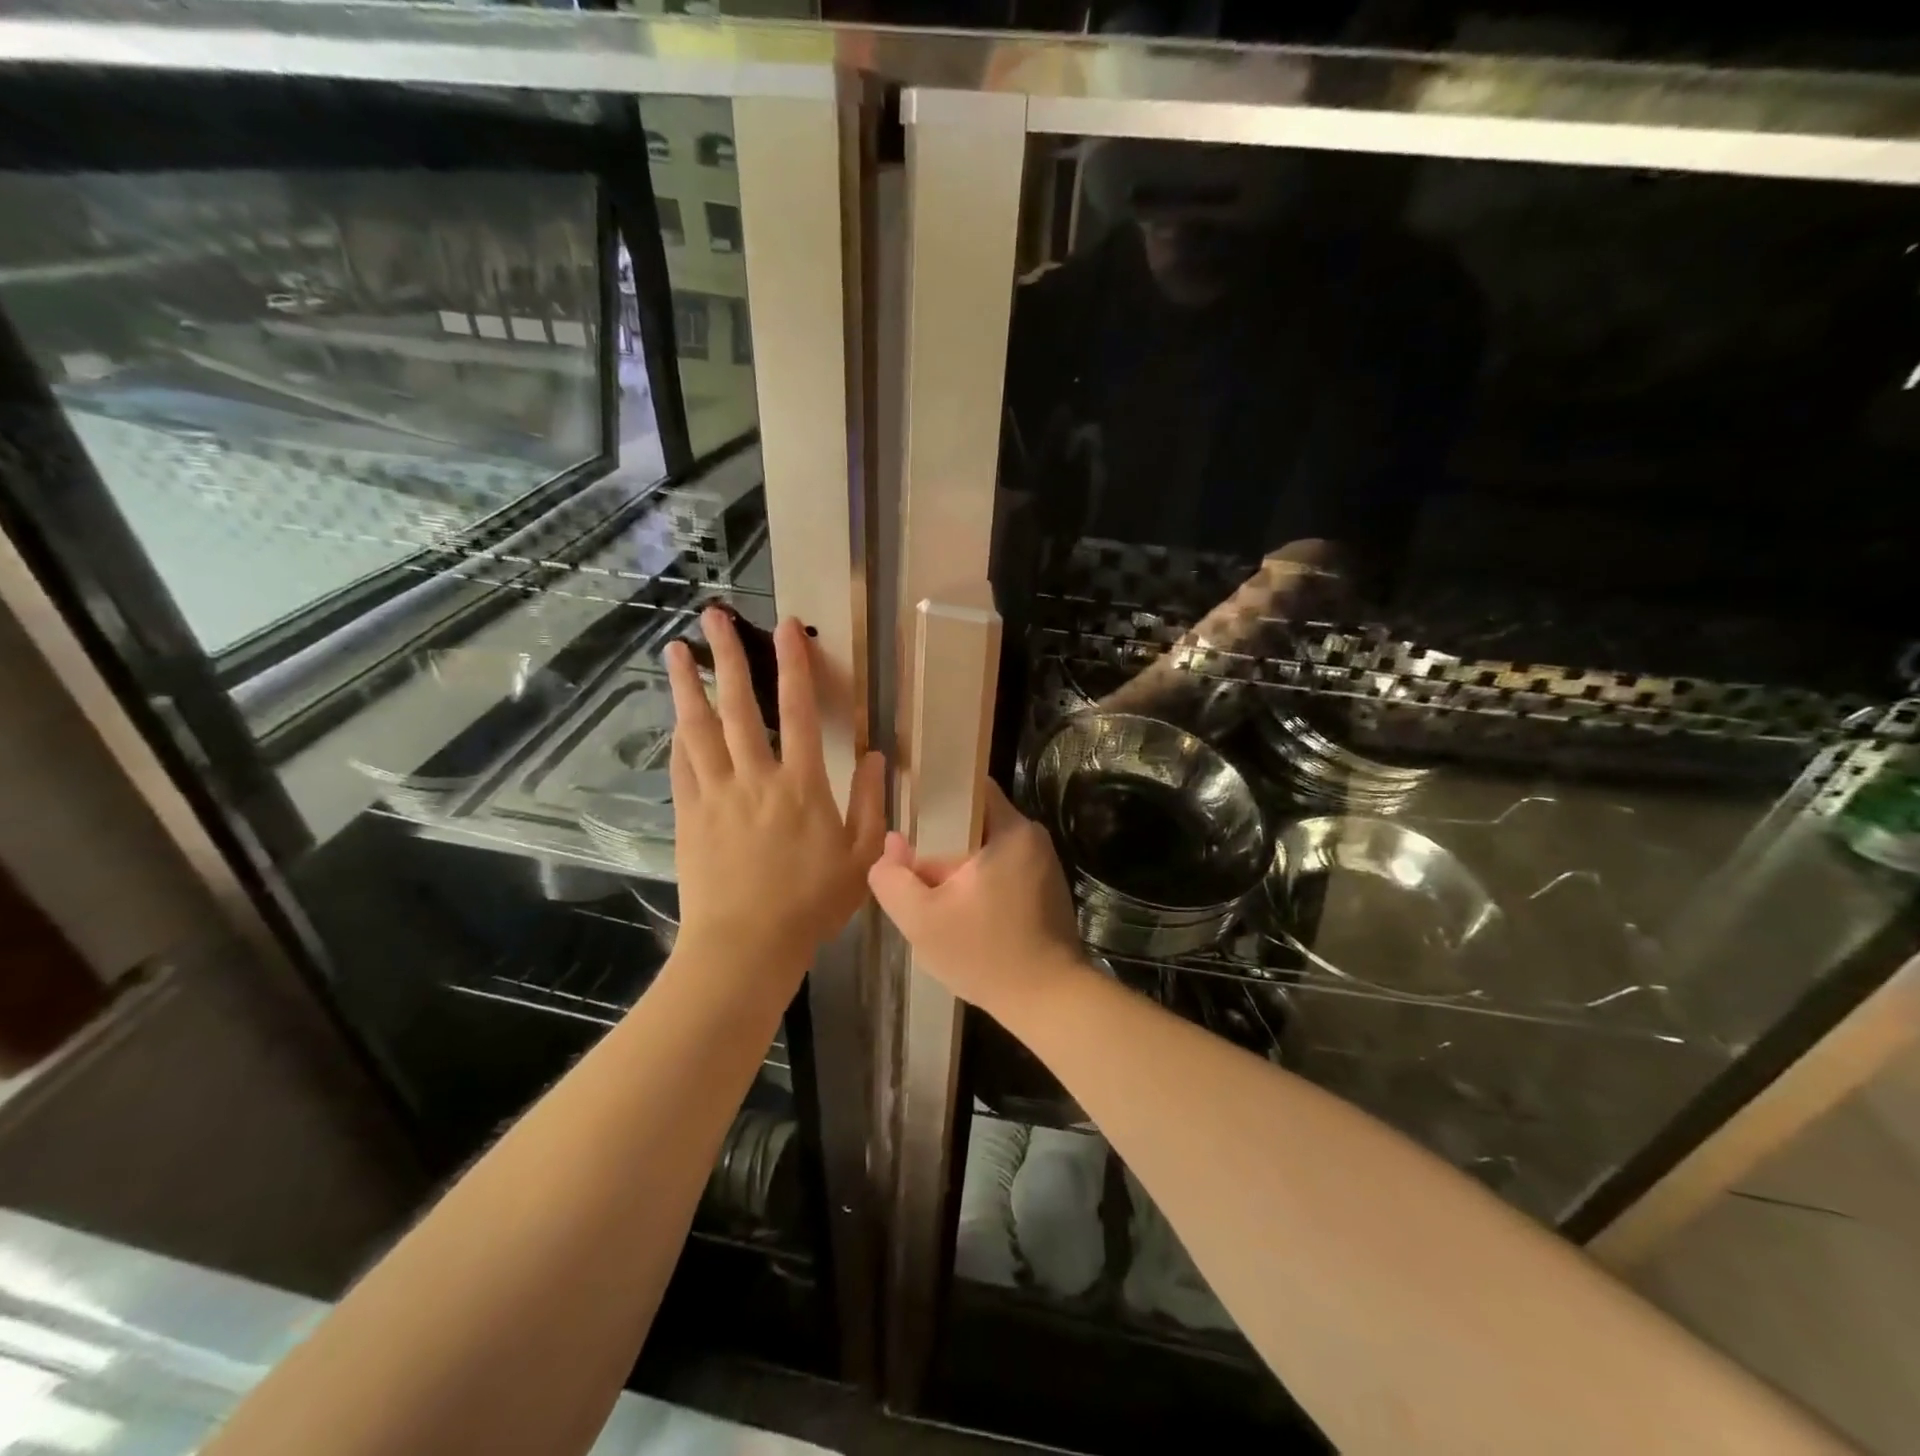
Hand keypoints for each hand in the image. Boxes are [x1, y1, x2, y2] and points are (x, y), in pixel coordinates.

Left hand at [665, 608, 884, 978]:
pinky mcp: (690, 816)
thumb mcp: (862, 858)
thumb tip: (877, 757)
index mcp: (801, 785)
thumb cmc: (812, 904)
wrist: (747, 945)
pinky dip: (679, 738)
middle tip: (711, 616)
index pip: (797, 711)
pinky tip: (675, 720)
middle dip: (725, 657)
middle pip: (738, 706)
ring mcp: (716, 795)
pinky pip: (682, 767)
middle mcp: (755, 778)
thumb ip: (871, 804)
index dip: (793, 665)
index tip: (785, 628)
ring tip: (674, 651)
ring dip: (687, 687)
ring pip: (699, 729)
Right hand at [867, 781, 1087, 1021]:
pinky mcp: (1047, 890)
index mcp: (1011, 830)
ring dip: (960, 865)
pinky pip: (1004, 870)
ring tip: (932, 891)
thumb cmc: (985, 954)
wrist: (1049, 1001)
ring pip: (987, 849)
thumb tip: (890, 844)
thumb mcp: (922, 920)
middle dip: (942, 840)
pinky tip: (962, 911)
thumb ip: (893, 878)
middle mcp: (1033, 838)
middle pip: (975, 821)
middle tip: (913, 864)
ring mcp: (1043, 864)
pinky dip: (981, 882)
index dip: (937, 794)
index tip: (910, 813)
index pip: (970, 786)